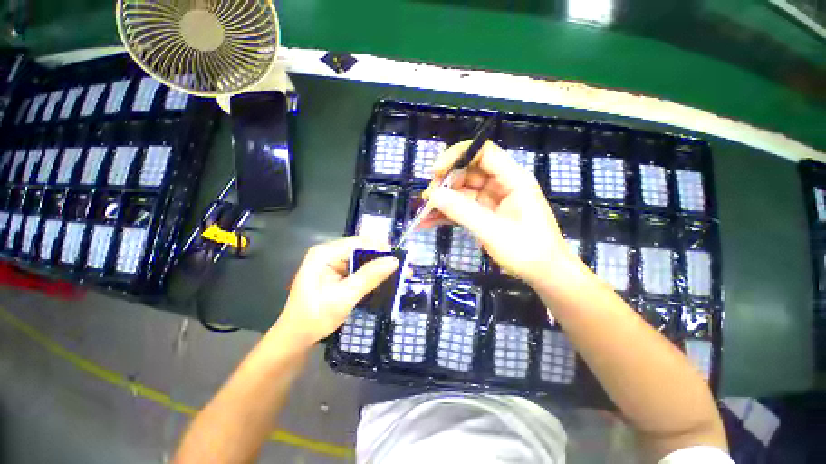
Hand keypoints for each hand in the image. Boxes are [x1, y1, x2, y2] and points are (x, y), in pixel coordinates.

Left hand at [272, 237, 398, 348]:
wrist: (296, 338)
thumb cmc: (314, 318)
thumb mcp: (344, 297)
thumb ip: (369, 277)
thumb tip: (394, 261)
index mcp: (325, 253)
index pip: (358, 242)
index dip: (380, 248)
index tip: (399, 259)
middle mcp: (329, 253)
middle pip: (361, 249)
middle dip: (381, 259)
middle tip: (402, 269)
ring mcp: (332, 263)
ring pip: (362, 260)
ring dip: (379, 268)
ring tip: (398, 275)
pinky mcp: (337, 273)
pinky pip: (358, 269)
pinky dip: (371, 275)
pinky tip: (383, 281)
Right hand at [422, 140, 575, 285]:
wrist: (545, 274)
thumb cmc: (528, 252)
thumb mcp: (494, 231)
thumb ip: (463, 212)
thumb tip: (434, 195)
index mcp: (512, 179)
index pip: (483, 153)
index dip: (457, 156)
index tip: (436, 173)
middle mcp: (501, 185)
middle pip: (468, 172)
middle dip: (445, 184)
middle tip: (427, 200)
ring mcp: (491, 200)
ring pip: (462, 192)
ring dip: (442, 202)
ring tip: (423, 214)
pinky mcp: (485, 215)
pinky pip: (462, 208)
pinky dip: (446, 214)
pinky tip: (429, 222)